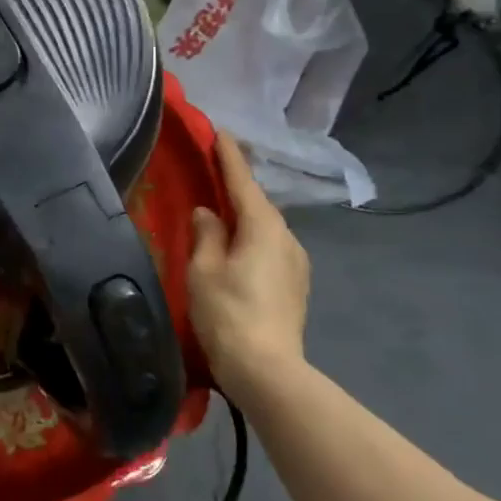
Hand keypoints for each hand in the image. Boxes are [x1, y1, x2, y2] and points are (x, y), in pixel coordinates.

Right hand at [188, 131, 311, 405]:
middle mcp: (287, 238)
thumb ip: (206, 235)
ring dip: (245, 217)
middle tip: (214, 171)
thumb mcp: (204, 271)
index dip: (229, 156)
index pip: (243, 182)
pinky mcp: (296, 285)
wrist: (267, 370)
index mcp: (263, 227)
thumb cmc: (228, 314)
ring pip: (266, 228)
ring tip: (222, 214)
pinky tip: (238, 250)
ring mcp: (296, 263)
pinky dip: (252, 239)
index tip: (220, 131)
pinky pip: (270, 248)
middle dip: (237, 187)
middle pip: (258, 204)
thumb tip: (208, 214)